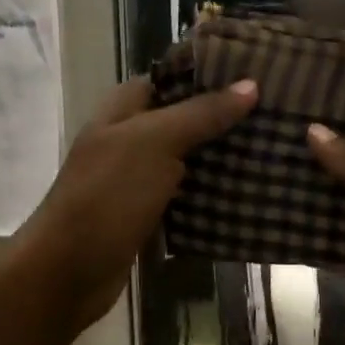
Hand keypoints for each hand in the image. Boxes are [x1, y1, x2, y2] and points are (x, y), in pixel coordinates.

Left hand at [9, 76, 256, 339]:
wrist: (67, 272)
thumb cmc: (107, 196)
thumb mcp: (155, 143)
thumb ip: (202, 113)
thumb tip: (251, 84)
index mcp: (124, 107)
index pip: (174, 77)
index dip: (213, 72)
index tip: (260, 72)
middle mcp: (131, 136)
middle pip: (185, 116)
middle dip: (226, 114)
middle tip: (278, 111)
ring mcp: (138, 175)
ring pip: (189, 155)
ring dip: (224, 153)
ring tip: (275, 144)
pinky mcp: (148, 211)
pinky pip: (187, 191)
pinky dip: (213, 189)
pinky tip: (250, 186)